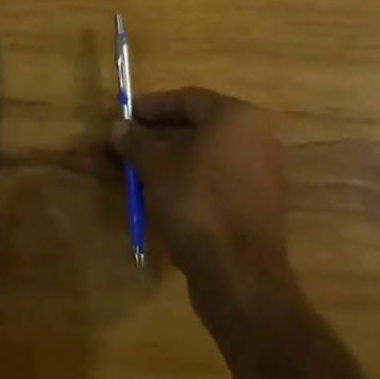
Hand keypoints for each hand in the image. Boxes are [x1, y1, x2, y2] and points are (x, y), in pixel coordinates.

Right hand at [111, 88, 294, 314]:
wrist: (240, 279)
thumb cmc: (197, 204)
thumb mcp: (157, 167)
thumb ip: (136, 141)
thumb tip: (118, 126)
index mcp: (236, 117)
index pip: (186, 99)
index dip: (151, 107)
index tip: (125, 116)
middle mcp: (256, 139)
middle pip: (196, 129)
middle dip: (157, 137)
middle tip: (127, 144)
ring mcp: (260, 176)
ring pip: (204, 158)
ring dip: (169, 162)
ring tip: (136, 172)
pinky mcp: (257, 208)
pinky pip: (215, 183)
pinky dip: (188, 183)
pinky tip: (160, 197)